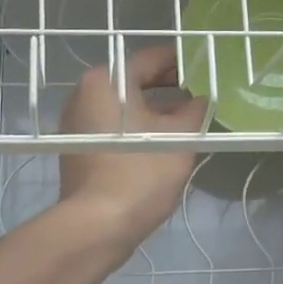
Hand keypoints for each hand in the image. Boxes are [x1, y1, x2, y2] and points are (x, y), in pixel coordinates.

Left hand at [57, 45, 208, 253]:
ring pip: (123, 106)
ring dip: (153, 110)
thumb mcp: (180, 138)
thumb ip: (195, 110)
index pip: (151, 59)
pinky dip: (135, 127)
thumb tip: (201, 99)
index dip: (182, 63)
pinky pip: (112, 127)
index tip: (206, 69)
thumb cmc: (140, 172)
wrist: (97, 225)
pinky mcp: (76, 148)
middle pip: (134, 81)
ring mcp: (76, 122)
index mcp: (107, 80)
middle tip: (200, 95)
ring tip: (186, 120)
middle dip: (168, 87)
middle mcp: (84, 93)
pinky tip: (160, 141)